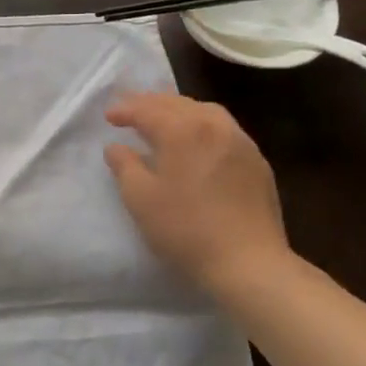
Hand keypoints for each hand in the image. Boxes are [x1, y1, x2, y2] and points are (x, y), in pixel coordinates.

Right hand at [104, 92, 297, 300]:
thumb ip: (124, 166)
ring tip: (164, 119)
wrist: (248, 262)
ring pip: (205, 112)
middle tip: (131, 109)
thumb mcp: (140, 199)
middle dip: (151, 103)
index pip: (148, 110)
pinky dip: (202, 125)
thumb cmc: (186, 229)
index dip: (125, 110)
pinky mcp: (257, 161)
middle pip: (177, 104)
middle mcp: (214, 126)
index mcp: (183, 130)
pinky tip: (197, 141)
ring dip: (179, 110)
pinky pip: (224, 129)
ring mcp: (240, 142)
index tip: (108, 116)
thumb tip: (116, 147)